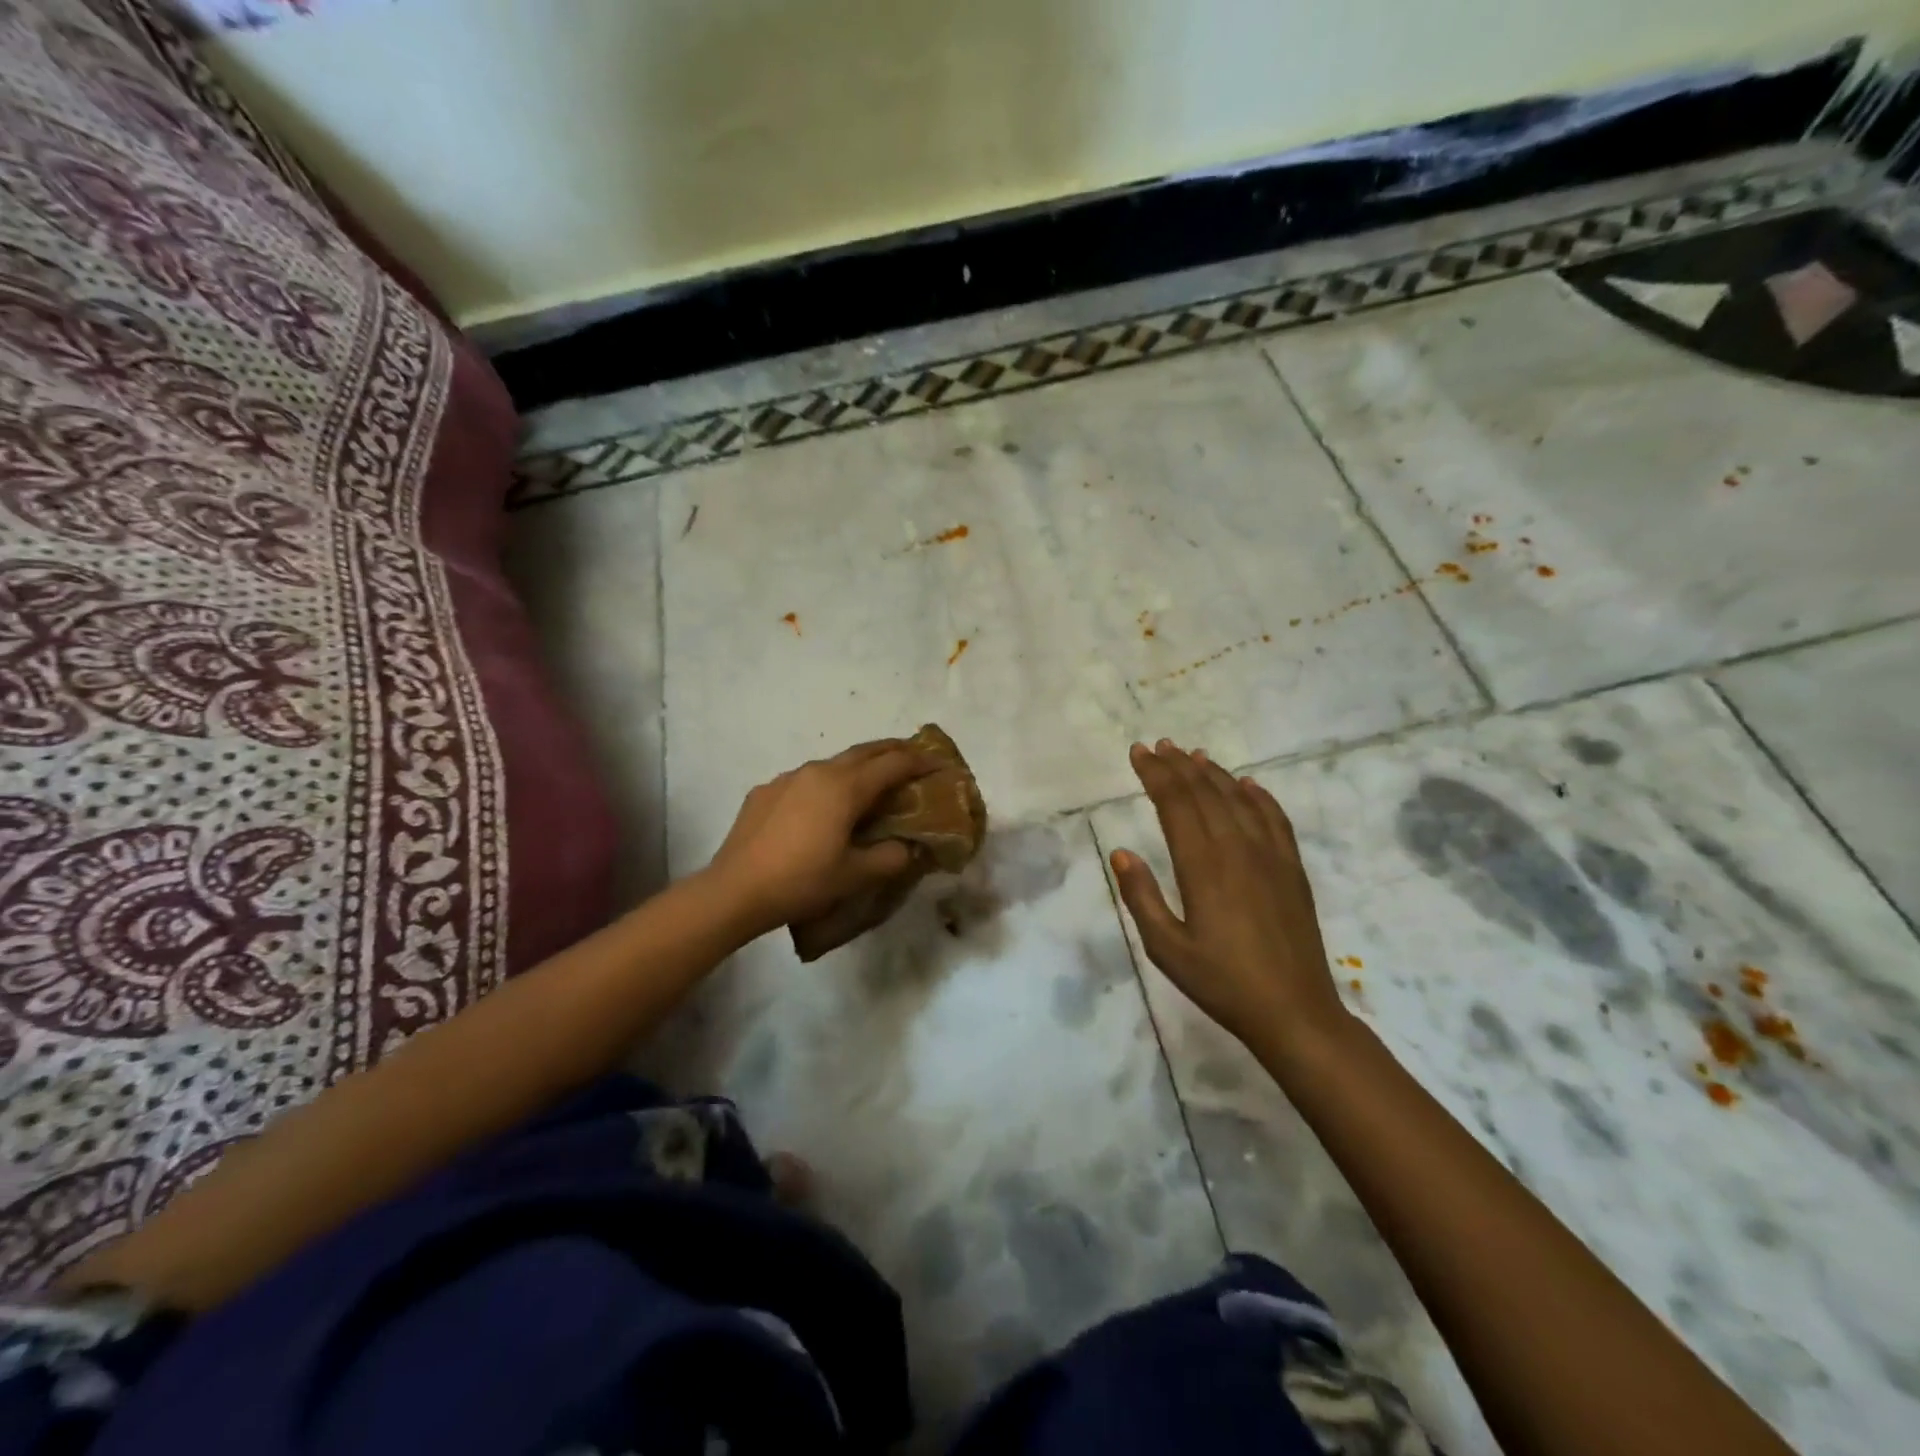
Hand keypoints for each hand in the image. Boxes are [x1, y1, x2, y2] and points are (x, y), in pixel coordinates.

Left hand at [707, 740, 937, 935]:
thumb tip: (906, 848)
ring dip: (858, 767)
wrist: (734, 890)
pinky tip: (822, 808)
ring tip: (870, 784)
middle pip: (865, 751)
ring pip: (833, 763)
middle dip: (893, 751)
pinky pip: (805, 779)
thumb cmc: (801, 881)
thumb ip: (889, 858)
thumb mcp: (855, 876)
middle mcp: (818, 771)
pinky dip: (826, 785)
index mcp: (845, 787)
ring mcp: (788, 778)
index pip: (893, 764)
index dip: (921, 762)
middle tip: (914, 759)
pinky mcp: (765, 791)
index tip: (940, 765)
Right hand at [1110, 740, 1350, 1059]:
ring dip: (1214, 773)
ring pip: (1239, 799)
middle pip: (1205, 793)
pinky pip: (1275, 819)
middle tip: (1158, 745)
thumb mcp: (1166, 948)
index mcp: (1202, 865)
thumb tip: (1121, 852)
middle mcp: (1237, 849)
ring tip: (1194, 754)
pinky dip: (1259, 796)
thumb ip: (1140, 896)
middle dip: (1178, 766)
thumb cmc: (1221, 982)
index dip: (1155, 774)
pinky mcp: (1292, 869)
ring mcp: (1270, 856)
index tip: (1138, 753)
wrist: (1293, 1011)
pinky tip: (1248, 784)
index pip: (1174, 803)